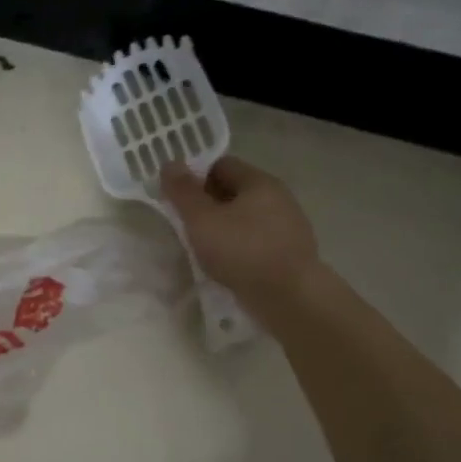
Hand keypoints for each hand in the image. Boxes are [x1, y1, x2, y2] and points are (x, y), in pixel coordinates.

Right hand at [160, 157, 320, 319]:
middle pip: (233, 190)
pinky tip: (226, 264)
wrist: (290, 298)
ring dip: (222, 227)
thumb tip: (170, 163)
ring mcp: (287, 226)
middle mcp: (278, 197)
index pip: (221, 165)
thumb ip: (183, 192)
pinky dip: (238, 246)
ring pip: (244, 217)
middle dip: (207, 203)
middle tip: (185, 223)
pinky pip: (255, 240)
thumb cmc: (242, 251)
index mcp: (259, 182)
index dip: (195, 177)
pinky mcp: (289, 253)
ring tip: (202, 247)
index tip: (177, 198)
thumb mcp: (202, 219)